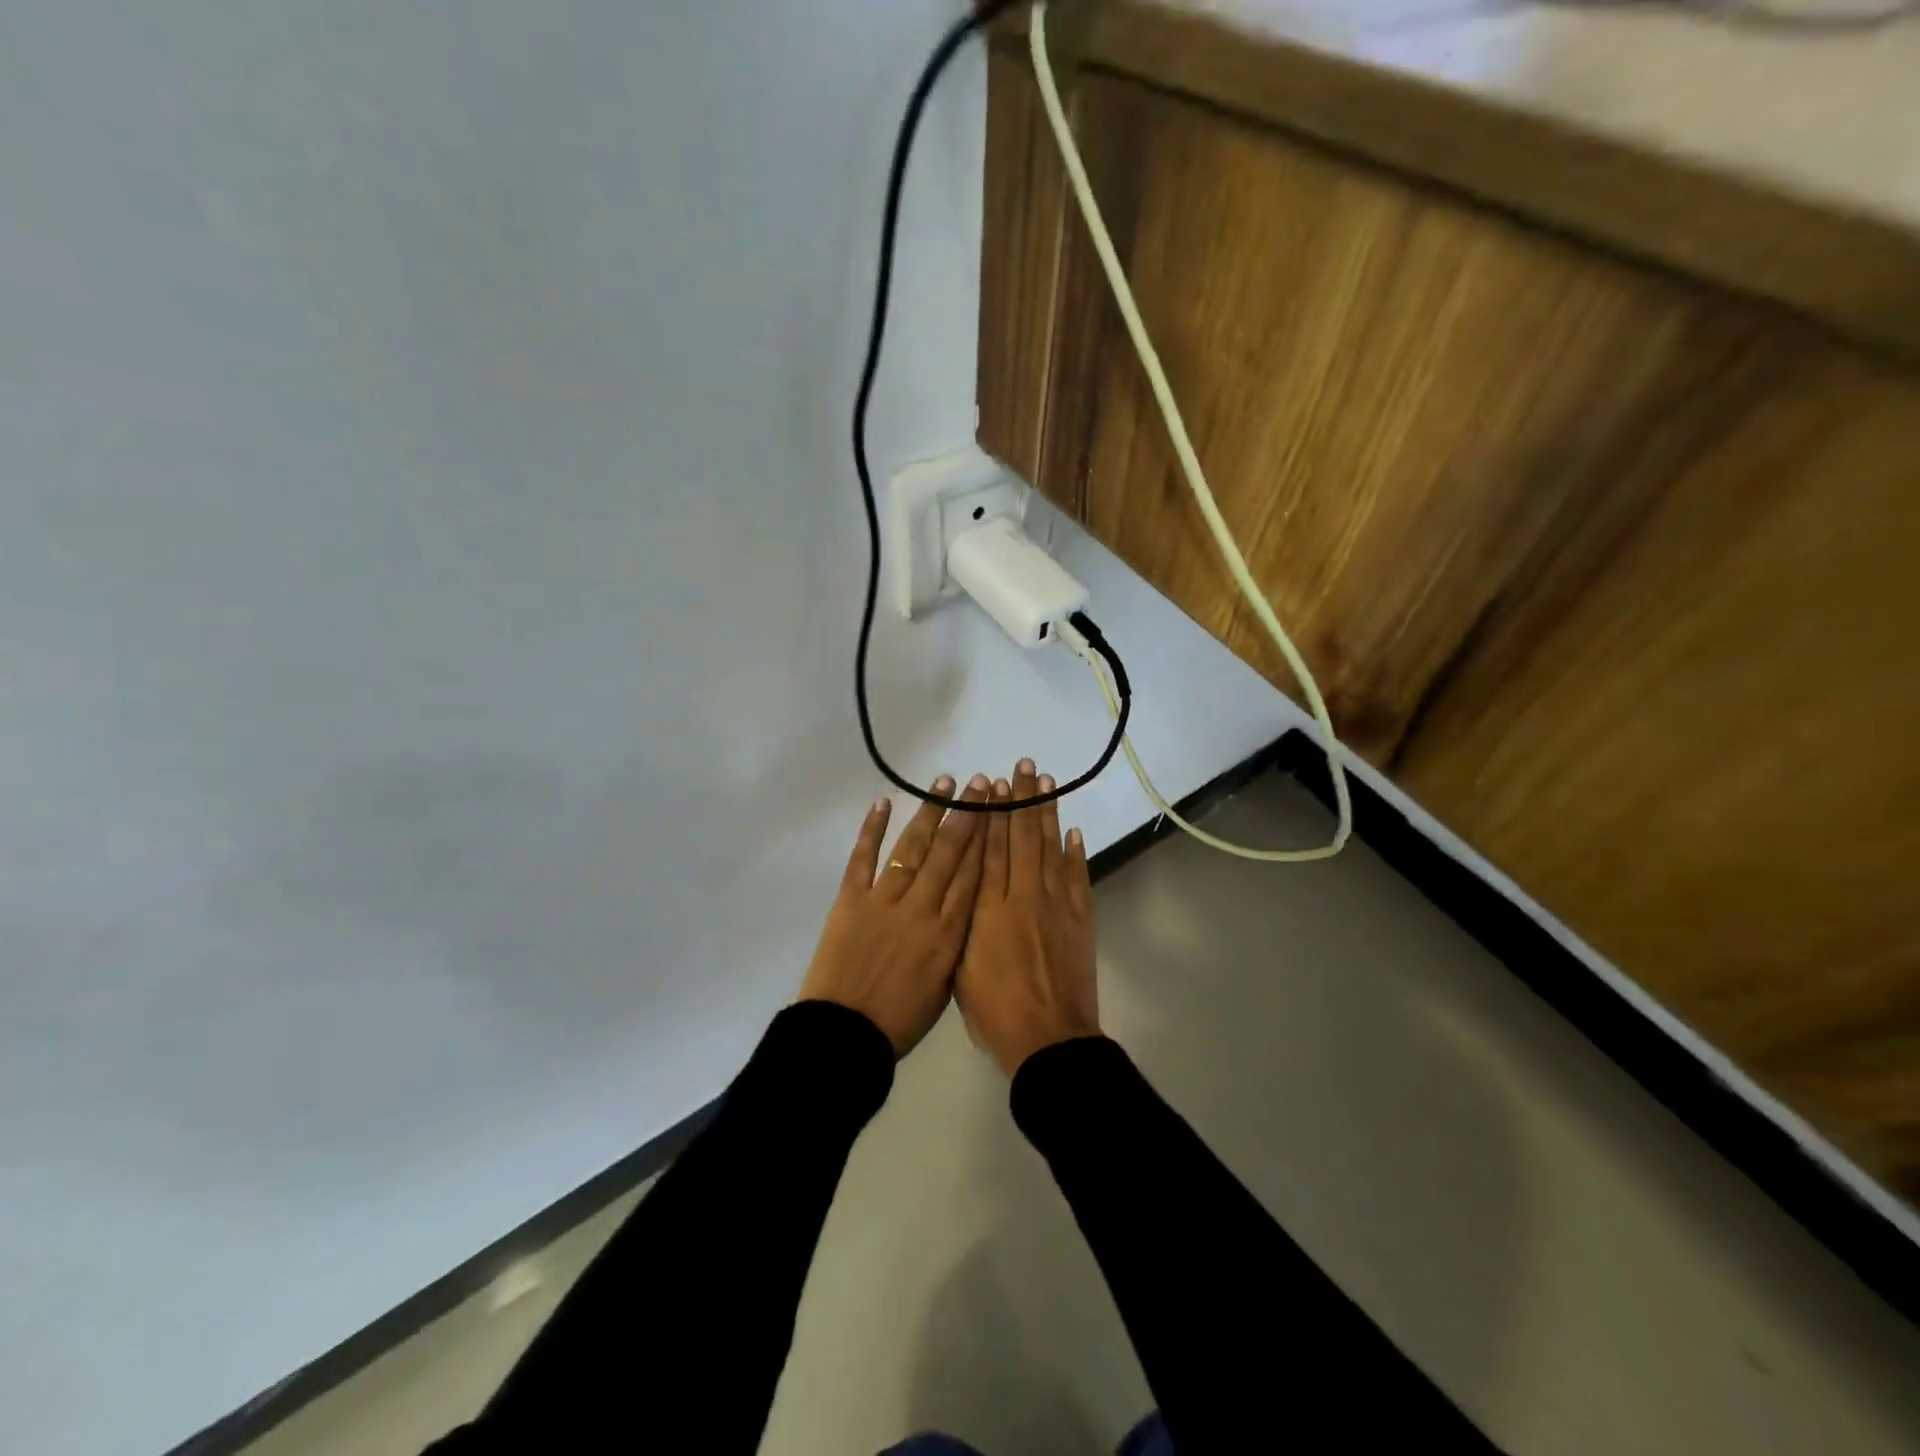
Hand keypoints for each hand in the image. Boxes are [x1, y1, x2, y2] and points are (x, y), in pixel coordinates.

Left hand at [799, 773, 990, 1057]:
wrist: (846, 1034)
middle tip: (980, 783)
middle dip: (966, 814)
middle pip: (949, 852)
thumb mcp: (946, 985)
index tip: (999, 810)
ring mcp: (884, 900)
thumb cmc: (900, 1020)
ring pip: (912, 848)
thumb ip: (958, 942)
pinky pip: (863, 858)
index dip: (988, 838)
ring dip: (929, 813)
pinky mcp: (850, 900)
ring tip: (944, 782)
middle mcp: (922, 907)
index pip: (974, 874)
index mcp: (949, 932)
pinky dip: (872, 829)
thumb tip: (969, 908)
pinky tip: (882, 802)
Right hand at [954, 759, 1099, 1075]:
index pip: (991, 850)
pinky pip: (1077, 877)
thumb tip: (962, 891)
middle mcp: (1023, 896)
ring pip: (1050, 848)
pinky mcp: (1080, 919)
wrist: (1048, 1039)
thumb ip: (962, 925)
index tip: (993, 786)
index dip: (992, 815)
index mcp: (989, 909)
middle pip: (1023, 838)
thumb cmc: (995, 1011)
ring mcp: (1056, 905)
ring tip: (1047, 782)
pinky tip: (1072, 831)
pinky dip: (1075, 852)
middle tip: (1024, 766)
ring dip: (1048, 813)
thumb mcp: (961, 968)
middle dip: (1022, 800)